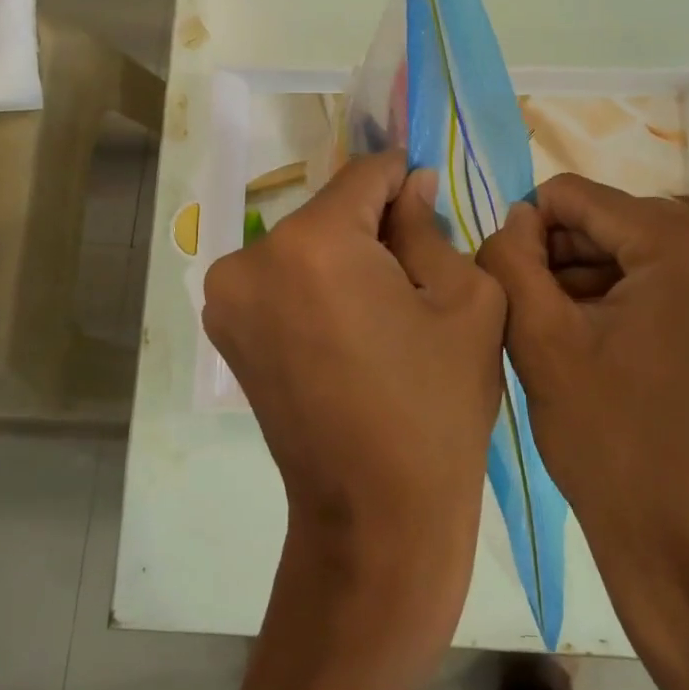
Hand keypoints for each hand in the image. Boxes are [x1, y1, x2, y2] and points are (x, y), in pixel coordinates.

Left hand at [203, 150, 505, 614]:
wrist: (374, 514)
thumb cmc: (435, 405)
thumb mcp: (465, 301)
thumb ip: (430, 227)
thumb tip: (410, 186)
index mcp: (312, 243)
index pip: (364, 175)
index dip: (404, 179)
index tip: (430, 196)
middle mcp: (251, 258)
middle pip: (330, 212)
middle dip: (374, 225)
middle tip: (417, 267)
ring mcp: (227, 297)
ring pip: (304, 245)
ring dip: (343, 257)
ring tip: (385, 307)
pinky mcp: (223, 330)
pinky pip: (280, 280)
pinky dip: (314, 286)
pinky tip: (350, 329)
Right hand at [476, 174, 688, 605]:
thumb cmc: (612, 447)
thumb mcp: (540, 342)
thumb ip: (511, 257)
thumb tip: (520, 216)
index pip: (588, 200)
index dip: (538, 231)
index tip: (518, 278)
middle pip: (633, 223)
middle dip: (581, 258)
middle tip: (548, 312)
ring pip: (669, 249)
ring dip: (618, 277)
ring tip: (584, 333)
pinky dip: (662, 295)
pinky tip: (631, 343)